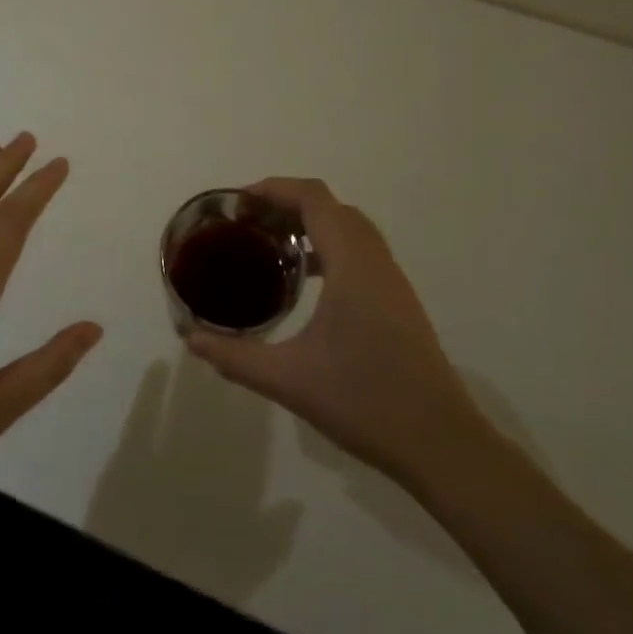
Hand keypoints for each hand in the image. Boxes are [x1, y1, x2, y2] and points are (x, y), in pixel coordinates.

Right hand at [186, 177, 491, 493]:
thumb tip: (191, 339)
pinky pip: (360, 251)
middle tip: (249, 224)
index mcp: (352, 264)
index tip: (239, 203)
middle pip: (332, 207)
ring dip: (311, 224)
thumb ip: (236, 357)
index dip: (275, 189)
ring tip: (271, 246)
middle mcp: (375, 261)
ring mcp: (392, 280)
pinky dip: (329, 246)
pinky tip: (306, 282)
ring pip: (350, 228)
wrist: (441, 443)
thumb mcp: (289, 380)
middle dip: (288, 203)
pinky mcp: (398, 301)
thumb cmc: (364, 402)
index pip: (314, 199)